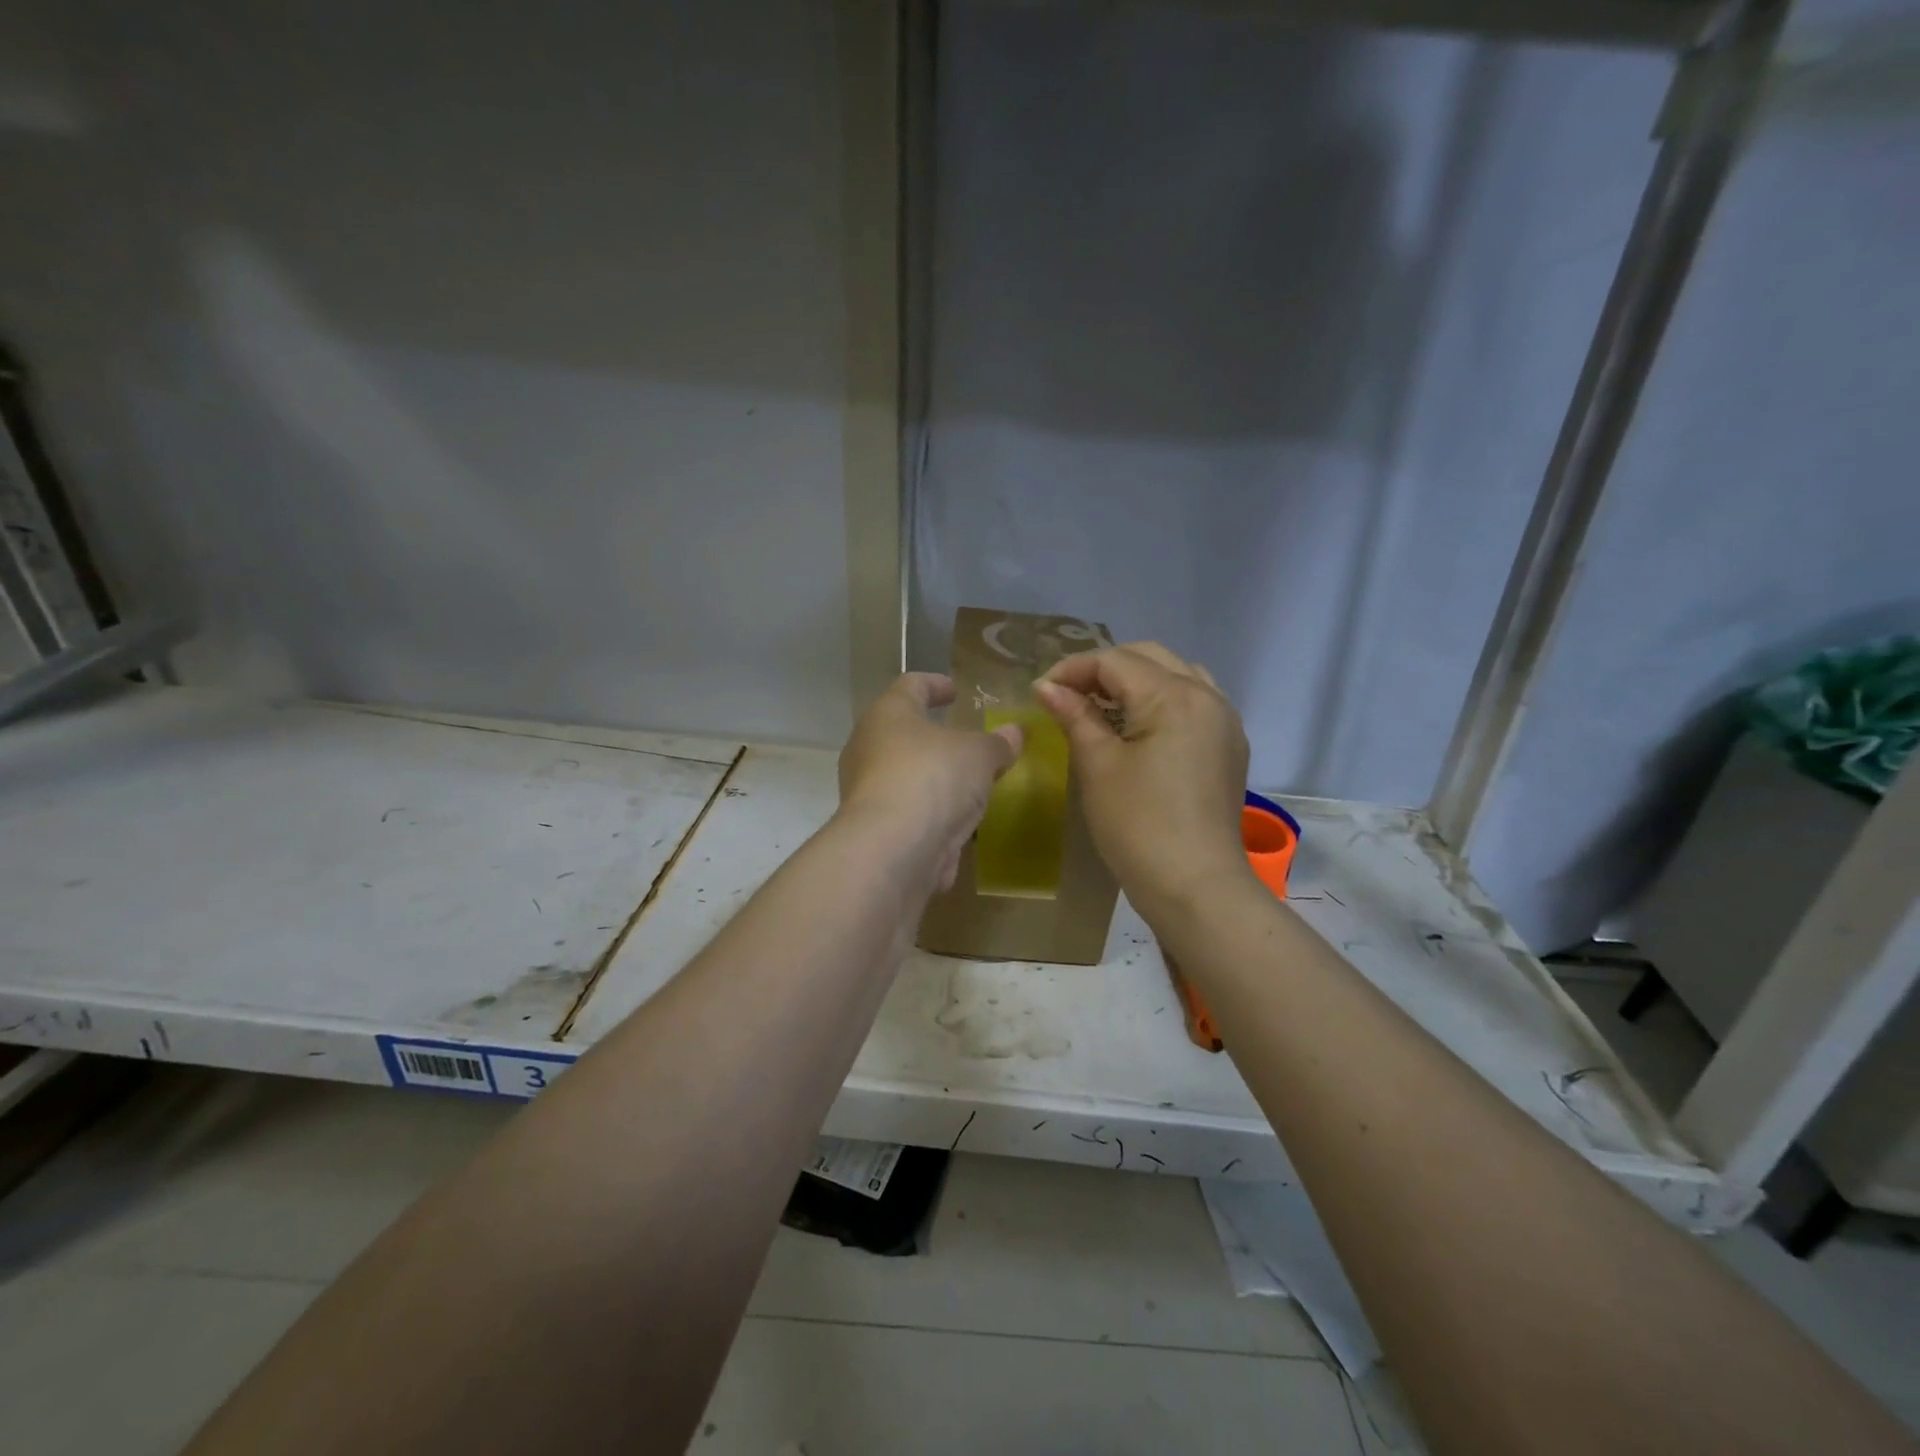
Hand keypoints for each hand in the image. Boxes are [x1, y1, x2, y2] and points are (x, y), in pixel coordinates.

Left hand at [837, 673, 1021, 890]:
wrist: (893, 849)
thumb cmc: (933, 778)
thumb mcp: (979, 754)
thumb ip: (997, 743)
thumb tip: (1014, 732)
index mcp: (888, 714)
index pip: (910, 686)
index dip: (934, 684)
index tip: (954, 690)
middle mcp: (868, 747)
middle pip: (901, 731)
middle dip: (932, 735)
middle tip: (962, 739)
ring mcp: (866, 790)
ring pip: (903, 773)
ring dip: (932, 776)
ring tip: (966, 782)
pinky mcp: (874, 828)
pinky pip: (907, 809)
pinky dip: (930, 810)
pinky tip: (955, 819)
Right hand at [1036, 643, 1251, 921]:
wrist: (1195, 886)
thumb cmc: (1138, 825)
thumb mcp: (1098, 765)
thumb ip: (1075, 716)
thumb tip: (1047, 687)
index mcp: (1174, 696)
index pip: (1115, 661)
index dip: (1072, 670)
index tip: (1041, 692)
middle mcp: (1207, 696)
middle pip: (1148, 658)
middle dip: (1103, 669)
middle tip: (1067, 696)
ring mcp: (1224, 721)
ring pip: (1175, 675)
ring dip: (1135, 680)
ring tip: (1101, 706)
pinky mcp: (1228, 747)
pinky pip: (1193, 702)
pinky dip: (1161, 700)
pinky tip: (1138, 726)